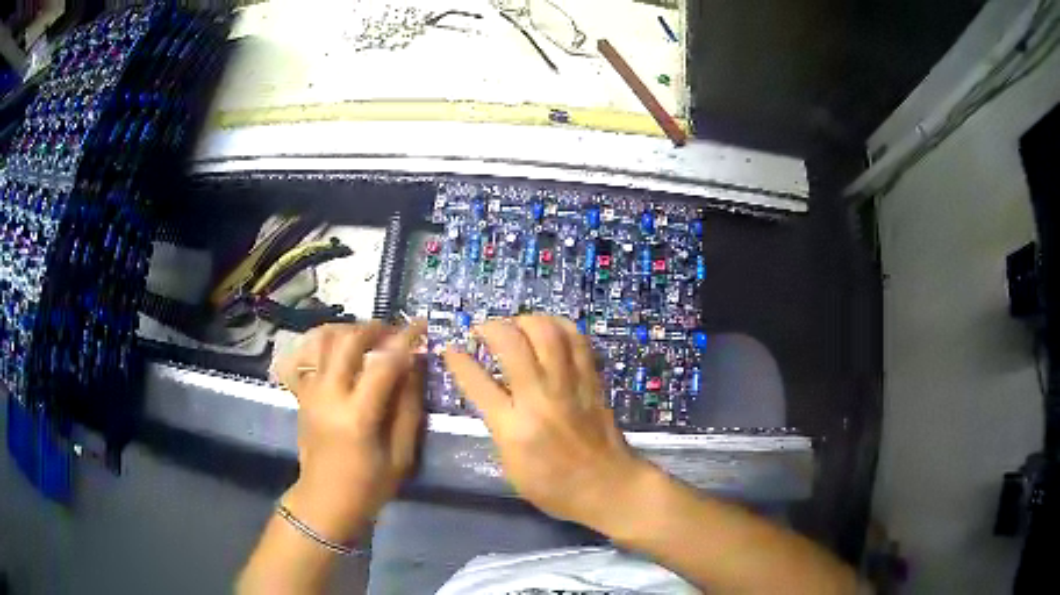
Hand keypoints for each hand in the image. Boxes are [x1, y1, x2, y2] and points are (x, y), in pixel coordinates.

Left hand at [274, 321, 425, 542]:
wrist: (325, 500)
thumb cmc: (369, 485)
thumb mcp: (401, 455)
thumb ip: (408, 407)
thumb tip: (415, 365)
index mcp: (357, 416)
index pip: (382, 364)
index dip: (405, 340)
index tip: (421, 325)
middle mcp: (328, 395)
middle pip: (348, 341)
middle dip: (375, 329)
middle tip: (395, 332)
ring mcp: (310, 392)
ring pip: (323, 340)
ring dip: (348, 330)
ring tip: (370, 338)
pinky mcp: (301, 394)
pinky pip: (305, 355)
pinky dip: (322, 342)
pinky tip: (338, 346)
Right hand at [443, 315, 650, 525]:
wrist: (608, 487)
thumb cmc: (554, 487)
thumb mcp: (511, 465)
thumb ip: (498, 426)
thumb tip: (490, 393)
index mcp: (514, 428)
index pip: (477, 383)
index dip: (457, 360)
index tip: (449, 349)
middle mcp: (541, 399)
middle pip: (512, 344)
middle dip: (490, 328)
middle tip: (482, 330)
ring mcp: (570, 386)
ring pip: (547, 332)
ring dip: (524, 320)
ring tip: (515, 326)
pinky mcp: (592, 381)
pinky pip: (577, 340)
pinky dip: (559, 326)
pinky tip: (548, 329)